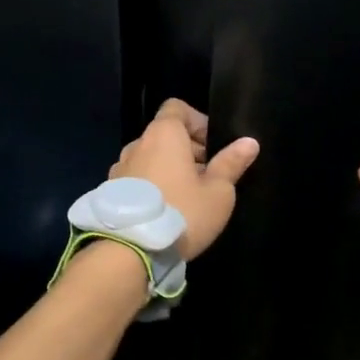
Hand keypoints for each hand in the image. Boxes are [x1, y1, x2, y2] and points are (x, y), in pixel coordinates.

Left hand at [112, 98, 260, 258]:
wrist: (129, 251)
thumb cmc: (182, 213)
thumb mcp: (218, 192)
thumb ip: (231, 164)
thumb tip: (249, 142)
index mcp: (163, 135)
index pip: (177, 108)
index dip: (198, 121)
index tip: (213, 146)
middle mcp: (137, 145)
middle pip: (164, 135)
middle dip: (187, 150)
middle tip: (207, 177)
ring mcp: (119, 169)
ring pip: (150, 159)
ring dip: (168, 169)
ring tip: (187, 197)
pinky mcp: (110, 193)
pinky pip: (137, 179)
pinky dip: (152, 186)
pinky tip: (165, 211)